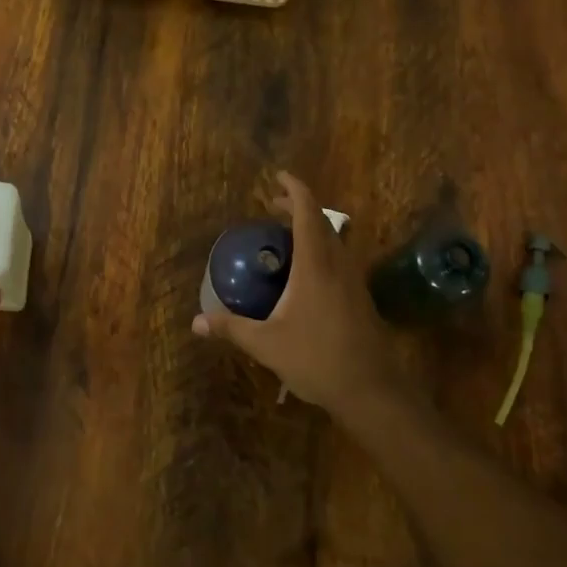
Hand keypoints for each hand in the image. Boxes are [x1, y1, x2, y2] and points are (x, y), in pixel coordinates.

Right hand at [191, 171, 403, 416]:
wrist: (371, 390)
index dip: (294, 189)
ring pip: (334, 240)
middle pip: (321, 221)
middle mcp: (338, 264)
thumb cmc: (317, 359)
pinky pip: (339, 259)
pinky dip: (320, 250)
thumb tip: (196, 322)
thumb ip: (231, 328)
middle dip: (298, 207)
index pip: (307, 212)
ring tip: (285, 237)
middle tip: (272, 206)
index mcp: (315, 264)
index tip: (278, 177)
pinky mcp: (360, 297)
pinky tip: (304, 274)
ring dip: (311, 229)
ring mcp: (353, 280)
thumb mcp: (266, 344)